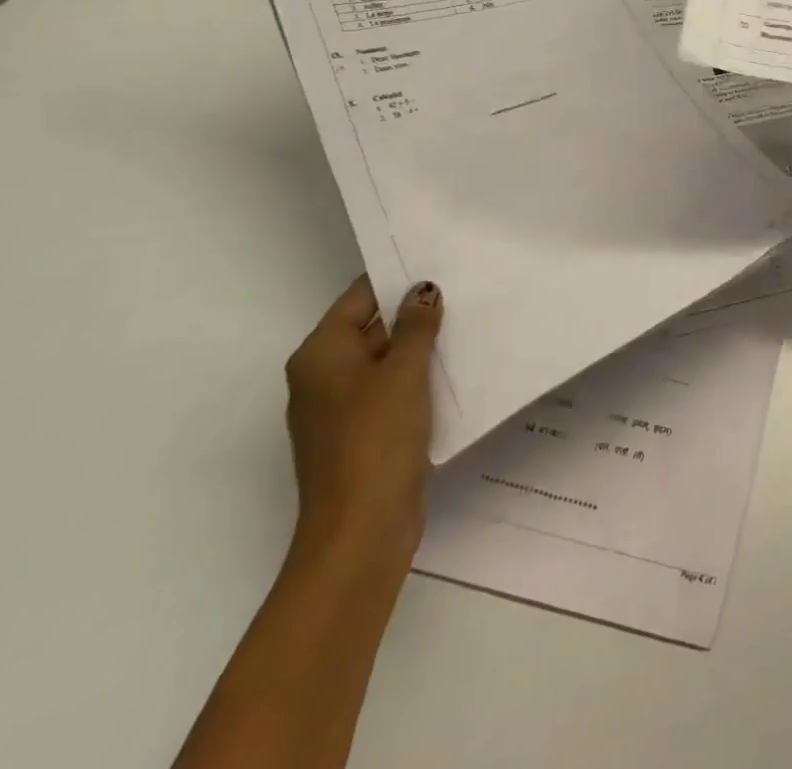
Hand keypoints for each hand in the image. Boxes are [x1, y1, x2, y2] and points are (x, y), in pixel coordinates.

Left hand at [283, 276, 443, 558]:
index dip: (398, 278)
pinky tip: (457, 371)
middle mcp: (323, 377)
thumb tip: (423, 289)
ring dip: (421, 348)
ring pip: (385, 362)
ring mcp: (341, 410)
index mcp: (321, 354)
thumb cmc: (377, 437)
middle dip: (415, 313)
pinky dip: (419, 379)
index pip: (360, 297)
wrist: (361, 529)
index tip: (441, 261)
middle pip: (372, 328)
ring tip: (470, 323)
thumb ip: (416, 325)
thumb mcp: (404, 371)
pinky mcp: (362, 435)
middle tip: (466, 289)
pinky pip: (392, 392)